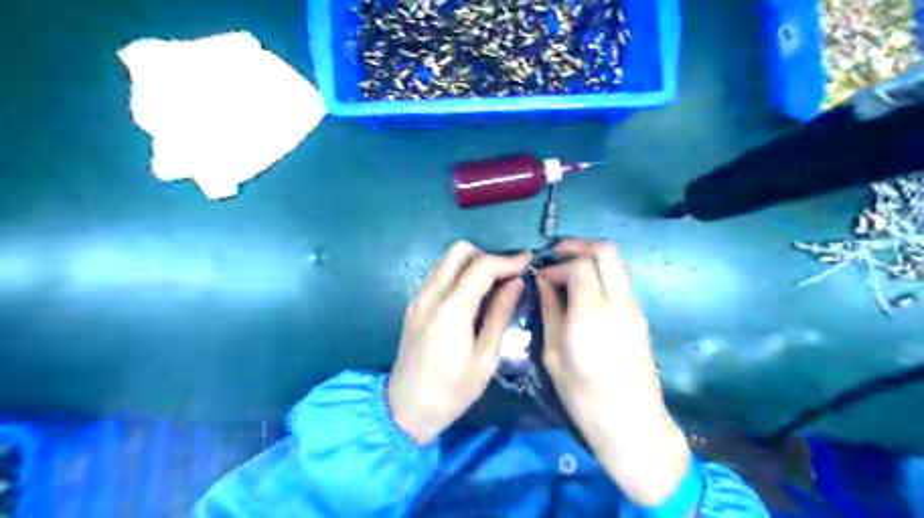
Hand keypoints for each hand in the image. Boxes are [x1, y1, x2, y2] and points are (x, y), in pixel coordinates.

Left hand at [386, 243, 531, 444]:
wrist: (406, 409)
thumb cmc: (452, 391)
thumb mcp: (485, 357)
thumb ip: (500, 314)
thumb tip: (515, 283)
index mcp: (452, 308)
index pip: (482, 266)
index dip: (507, 259)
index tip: (527, 260)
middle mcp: (431, 294)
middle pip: (458, 251)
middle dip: (486, 255)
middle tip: (506, 275)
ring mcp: (419, 298)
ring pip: (446, 261)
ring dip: (471, 264)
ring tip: (493, 284)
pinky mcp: (414, 305)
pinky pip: (438, 276)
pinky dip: (458, 275)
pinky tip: (472, 297)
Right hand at [535, 241, 692, 507]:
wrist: (630, 422)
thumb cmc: (582, 393)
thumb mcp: (553, 352)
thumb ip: (550, 309)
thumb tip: (544, 281)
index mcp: (592, 312)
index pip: (580, 264)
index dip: (558, 263)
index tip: (541, 275)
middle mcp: (619, 302)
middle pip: (607, 251)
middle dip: (580, 246)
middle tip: (557, 255)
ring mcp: (634, 308)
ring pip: (618, 263)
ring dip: (593, 259)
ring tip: (569, 273)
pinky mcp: (640, 316)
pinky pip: (621, 281)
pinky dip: (603, 275)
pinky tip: (585, 292)